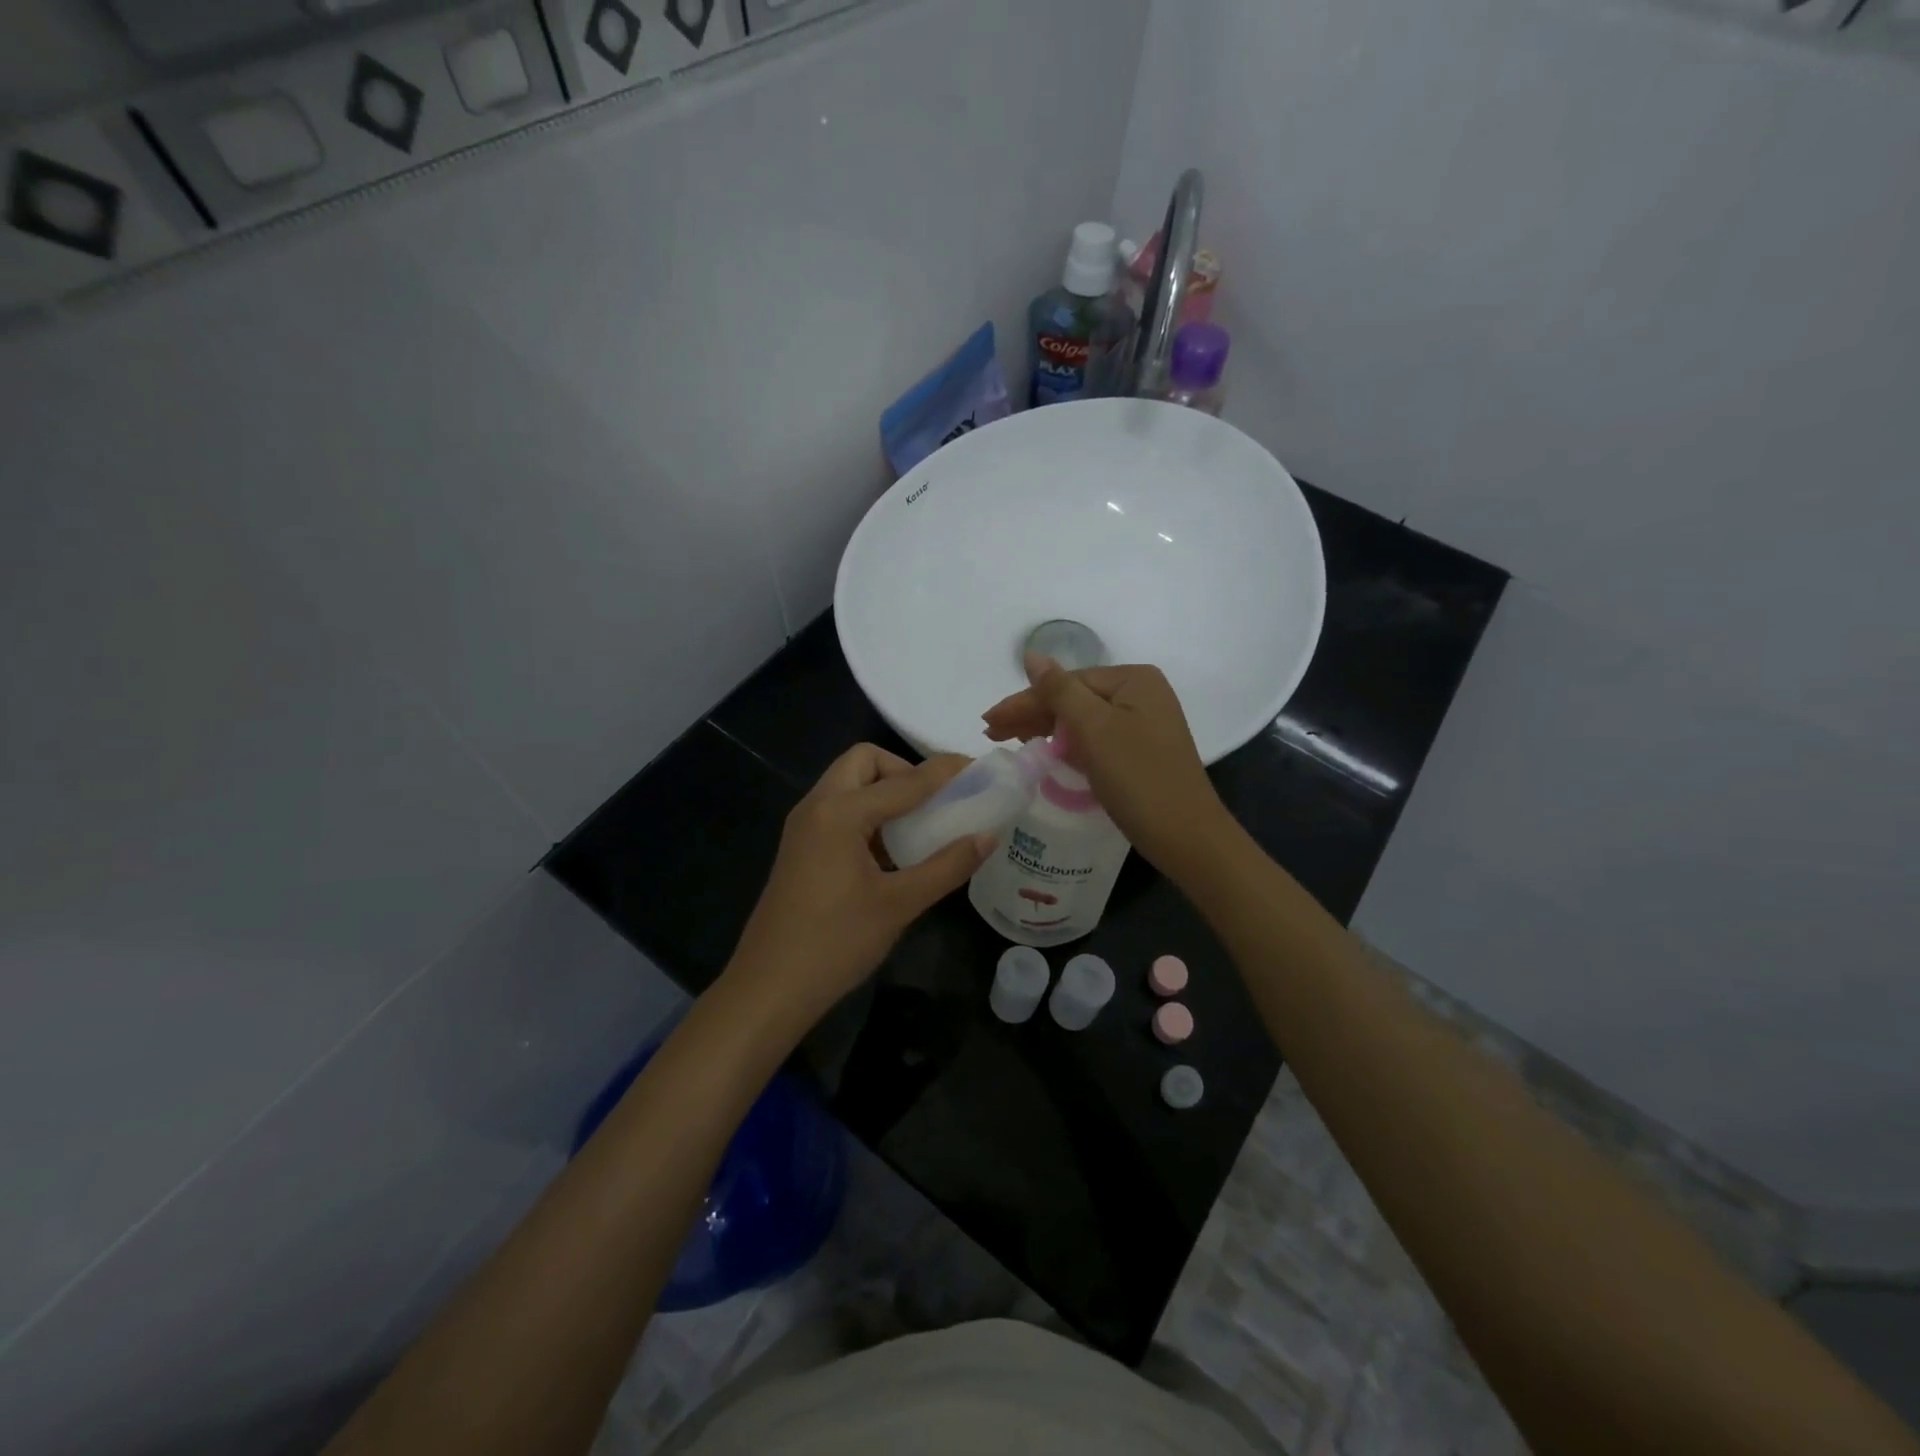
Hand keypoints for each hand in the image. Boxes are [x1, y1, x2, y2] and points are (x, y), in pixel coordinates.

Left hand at [723, 745, 993, 1033]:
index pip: (904, 780)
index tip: (978, 769)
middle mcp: (817, 806)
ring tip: (921, 825)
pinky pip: (839, 810)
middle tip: (936, 802)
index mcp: (839, 812)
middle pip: (864, 762)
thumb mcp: (899, 904)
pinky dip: (869, 814)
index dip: (945, 773)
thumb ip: (947, 866)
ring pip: (849, 785)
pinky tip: (892, 851)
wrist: (769, 989)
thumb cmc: (835, 943)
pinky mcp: (801, 847)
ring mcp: (804, 827)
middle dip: (904, 771)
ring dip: (885, 792)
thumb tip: (988, 836)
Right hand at [982, 655, 1232, 877]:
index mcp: (1134, 680)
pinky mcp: (1141, 751)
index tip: (989, 722)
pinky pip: (1096, 739)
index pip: (1066, 682)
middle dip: (1032, 714)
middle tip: (991, 733)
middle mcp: (1142, 694)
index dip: (1025, 701)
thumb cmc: (1138, 777)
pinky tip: (1047, 751)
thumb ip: (1059, 690)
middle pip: (1074, 698)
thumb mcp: (1094, 729)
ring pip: (1082, 720)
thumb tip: (1031, 654)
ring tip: (1010, 741)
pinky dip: (1068, 744)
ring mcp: (1144, 724)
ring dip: (1046, 729)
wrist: (1186, 836)